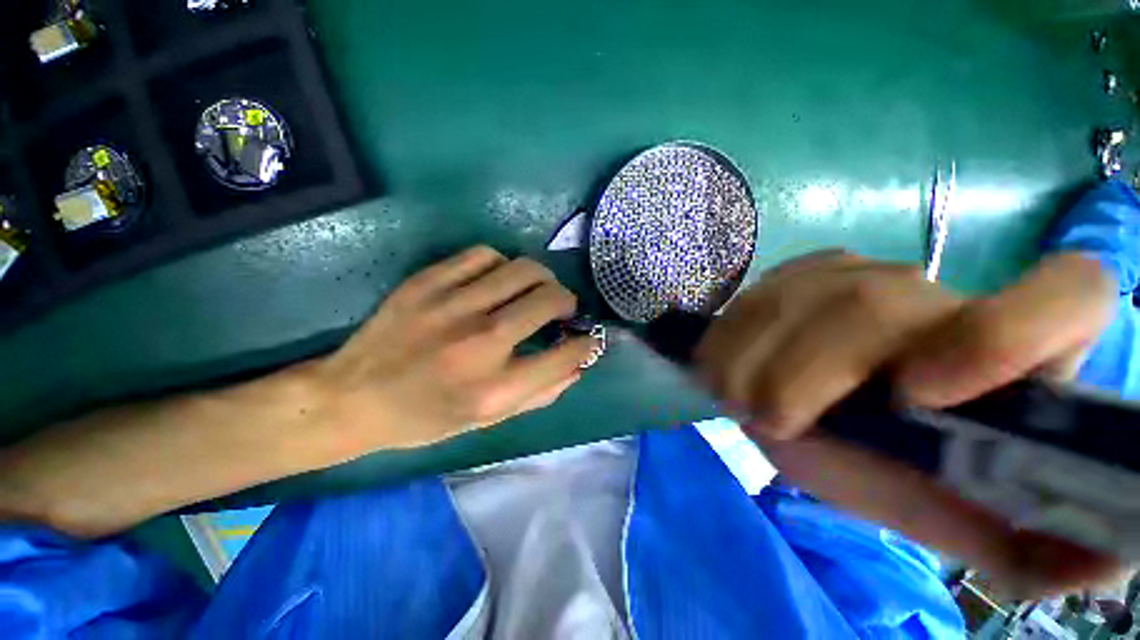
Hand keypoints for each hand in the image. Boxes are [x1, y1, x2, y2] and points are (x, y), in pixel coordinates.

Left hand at [312, 246, 596, 452]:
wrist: (353, 398)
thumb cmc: (427, 418)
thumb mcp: (489, 421)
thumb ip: (540, 393)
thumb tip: (576, 363)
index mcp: (496, 389)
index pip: (565, 354)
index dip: (586, 344)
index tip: (587, 338)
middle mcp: (480, 344)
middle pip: (549, 299)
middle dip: (568, 301)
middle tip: (562, 308)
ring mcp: (451, 307)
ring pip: (522, 269)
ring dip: (541, 278)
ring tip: (535, 289)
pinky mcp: (426, 283)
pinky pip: (484, 255)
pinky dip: (502, 265)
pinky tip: (497, 280)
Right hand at [697, 250, 1120, 595]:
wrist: (803, 405)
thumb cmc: (881, 462)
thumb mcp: (941, 510)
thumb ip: (1016, 542)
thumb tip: (1105, 564)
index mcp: (1007, 351)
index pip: (1068, 293)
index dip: (1005, 335)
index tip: (919, 396)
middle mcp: (933, 290)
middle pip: (871, 306)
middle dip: (805, 375)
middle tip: (771, 422)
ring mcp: (849, 269)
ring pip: (795, 302)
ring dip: (753, 364)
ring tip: (741, 401)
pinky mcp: (791, 272)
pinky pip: (750, 301)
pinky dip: (730, 344)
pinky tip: (731, 369)